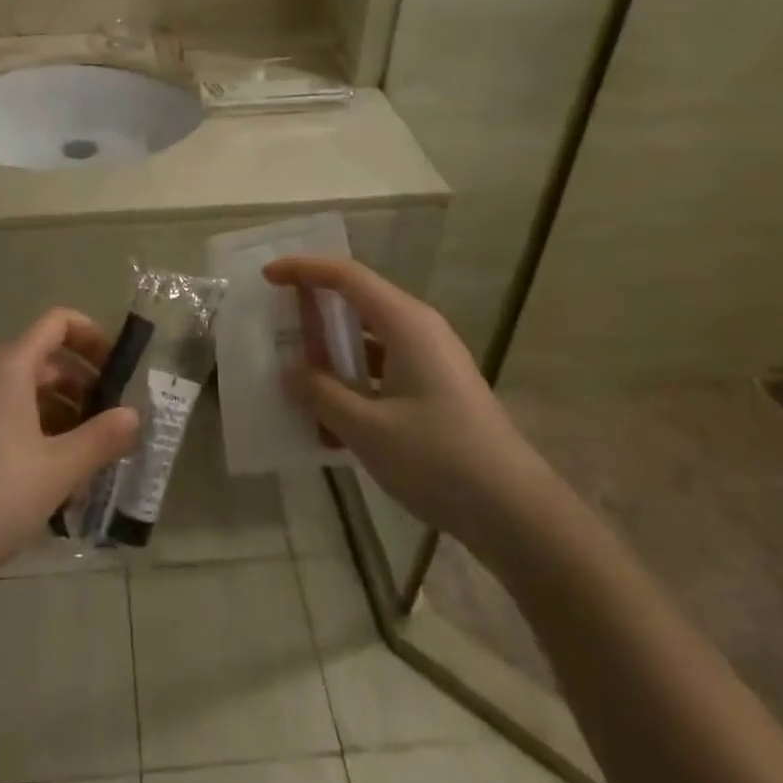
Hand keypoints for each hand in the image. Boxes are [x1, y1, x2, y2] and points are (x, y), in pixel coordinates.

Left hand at [0, 309, 138, 601]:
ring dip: (66, 413)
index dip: (94, 337)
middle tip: (116, 420)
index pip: (58, 323)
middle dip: (86, 384)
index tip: (121, 370)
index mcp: (10, 367)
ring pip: (30, 392)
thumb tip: (134, 415)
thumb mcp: (58, 470)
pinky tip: (60, 476)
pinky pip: (11, 416)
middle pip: (47, 359)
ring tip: (95, 455)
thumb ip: (101, 438)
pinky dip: (41, 432)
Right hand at [264, 256, 550, 559]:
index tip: (267, 277)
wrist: (515, 512)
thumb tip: (290, 371)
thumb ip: (321, 394)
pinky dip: (353, 378)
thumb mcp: (367, 428)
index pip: (346, 276)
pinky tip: (329, 413)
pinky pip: (383, 368)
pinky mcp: (436, 389)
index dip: (304, 270)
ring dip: (332, 350)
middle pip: (358, 302)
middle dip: (314, 309)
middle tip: (276, 323)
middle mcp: (419, 330)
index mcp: (405, 323)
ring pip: (370, 338)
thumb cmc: (438, 459)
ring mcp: (431, 360)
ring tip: (295, 369)